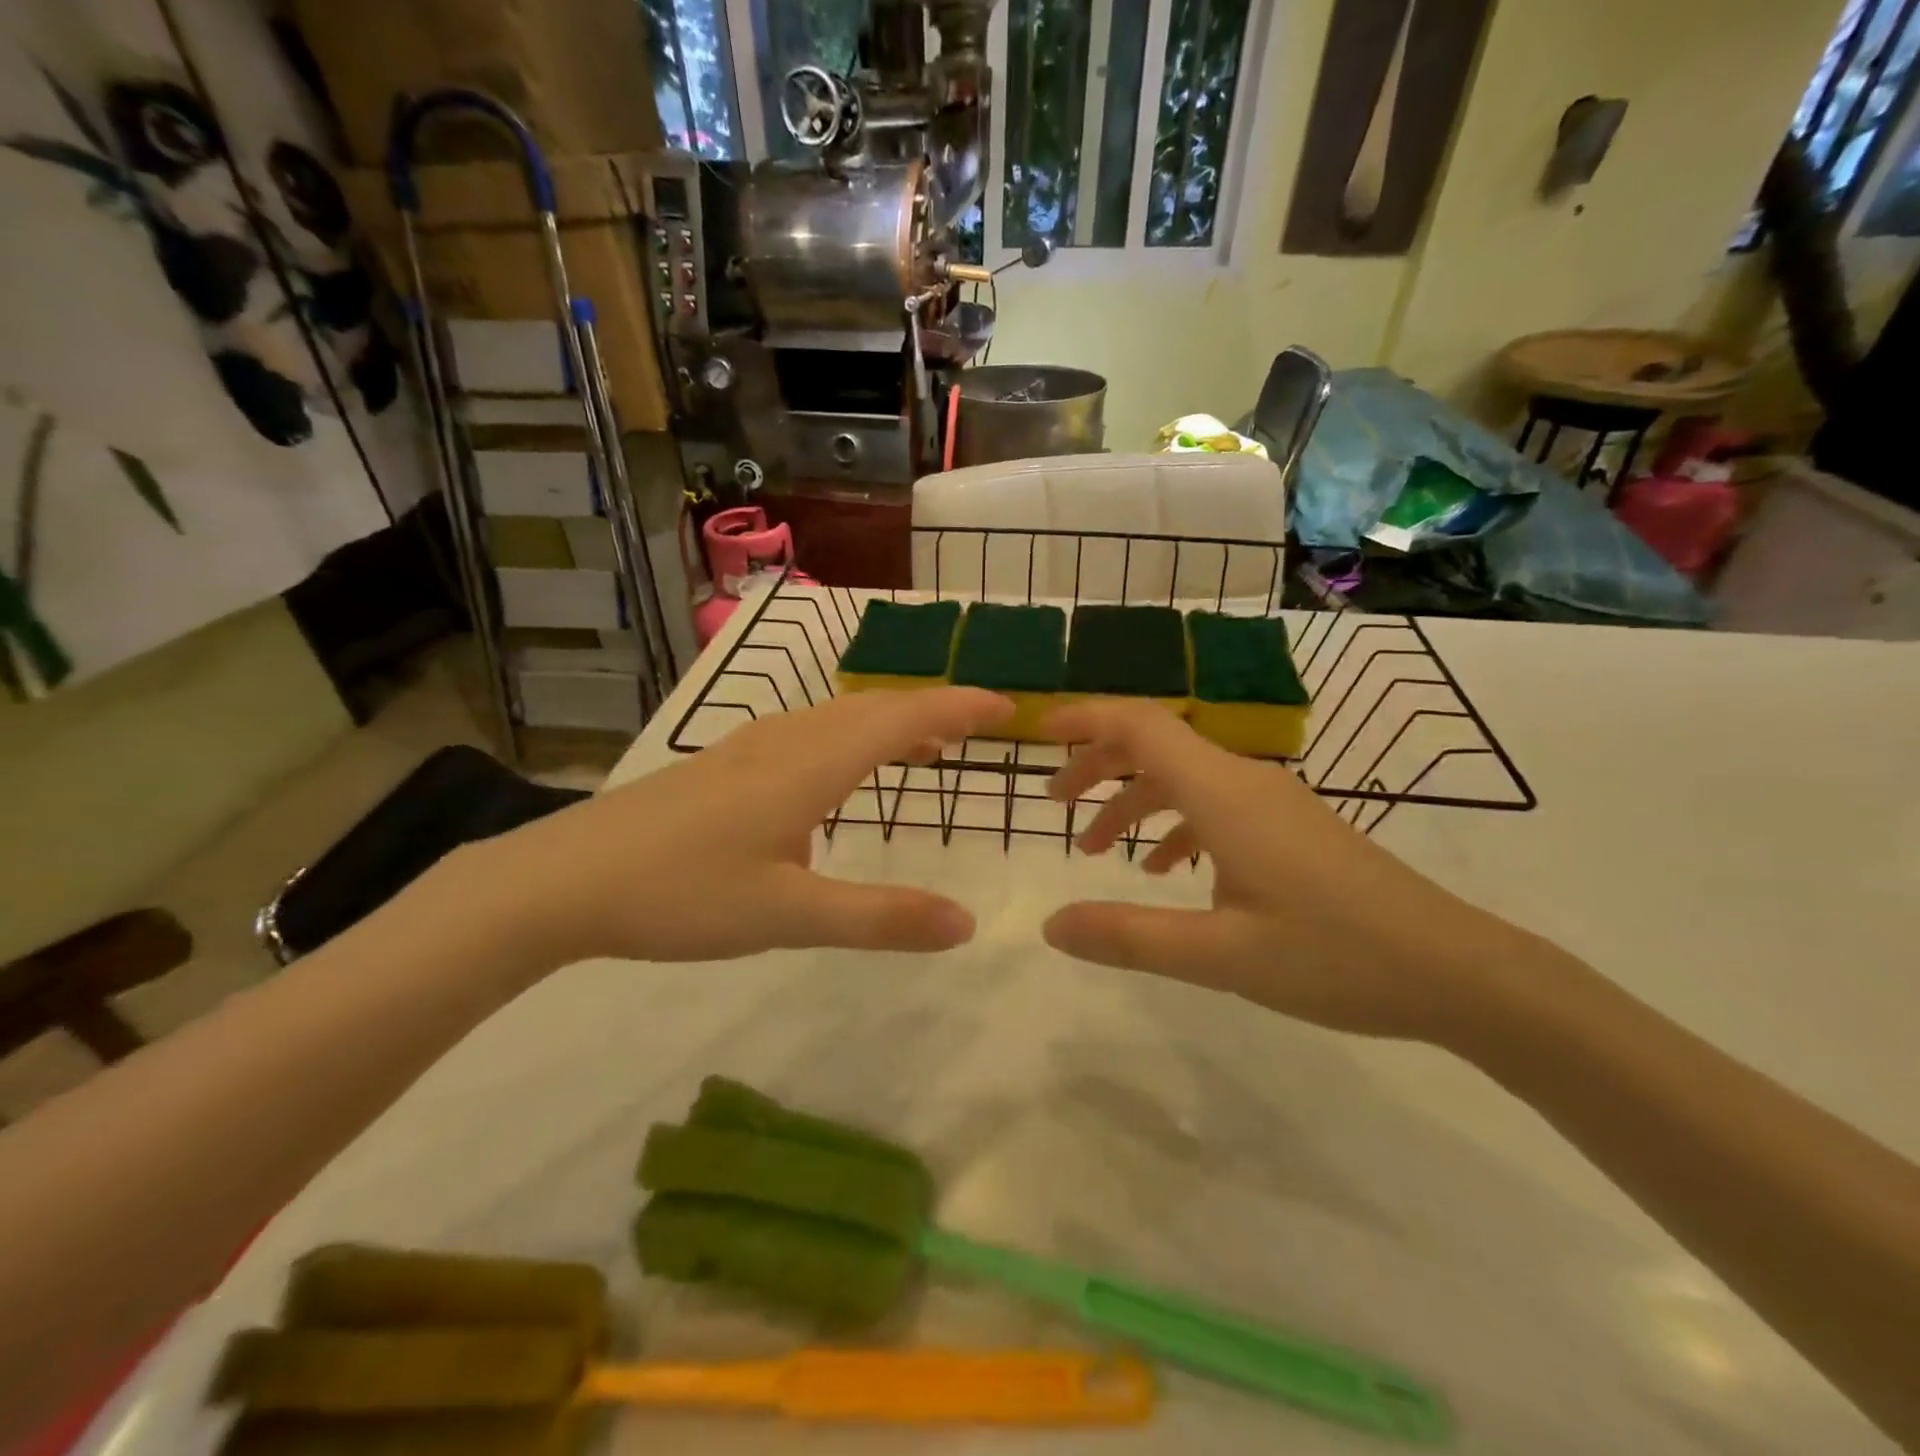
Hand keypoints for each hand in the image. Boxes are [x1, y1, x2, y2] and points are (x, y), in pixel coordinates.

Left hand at [471, 688, 1012, 964]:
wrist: (562, 879)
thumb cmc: (680, 894)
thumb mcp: (788, 916)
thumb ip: (879, 919)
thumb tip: (966, 924)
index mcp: (811, 765)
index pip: (903, 719)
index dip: (958, 707)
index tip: (1006, 706)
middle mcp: (786, 741)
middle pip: (873, 708)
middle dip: (932, 711)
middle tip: (978, 726)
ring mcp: (748, 748)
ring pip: (836, 717)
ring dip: (889, 723)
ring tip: (924, 749)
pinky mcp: (722, 765)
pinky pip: (807, 733)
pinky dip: (848, 738)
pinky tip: (836, 776)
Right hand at [1041, 700, 1522, 1044]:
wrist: (1458, 971)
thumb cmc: (1337, 957)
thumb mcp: (1221, 957)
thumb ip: (1130, 937)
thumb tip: (1051, 926)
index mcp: (1224, 794)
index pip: (1141, 726)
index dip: (1086, 719)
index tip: (1038, 733)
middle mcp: (1245, 781)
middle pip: (1156, 746)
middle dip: (1098, 766)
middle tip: (1056, 805)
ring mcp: (1273, 802)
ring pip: (1184, 778)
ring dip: (1133, 802)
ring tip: (1098, 850)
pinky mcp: (1291, 827)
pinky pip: (1215, 806)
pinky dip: (1175, 824)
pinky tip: (1166, 872)